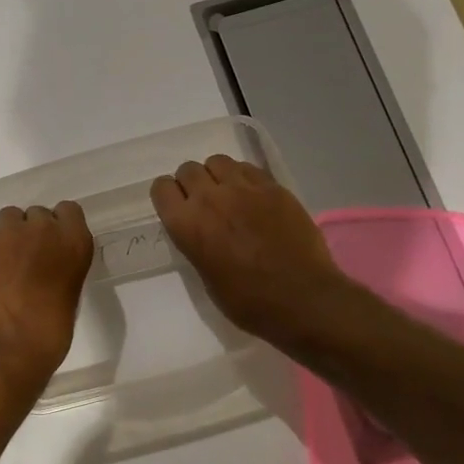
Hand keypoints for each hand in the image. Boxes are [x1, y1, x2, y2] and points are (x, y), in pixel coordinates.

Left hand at [0, 201, 94, 385]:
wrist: (2, 352)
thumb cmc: (47, 335)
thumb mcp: (69, 296)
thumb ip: (61, 268)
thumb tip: (46, 267)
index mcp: (74, 243)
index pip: (69, 210)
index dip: (60, 225)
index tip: (54, 244)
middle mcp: (42, 229)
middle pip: (36, 214)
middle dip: (32, 231)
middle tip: (27, 259)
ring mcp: (6, 234)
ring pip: (8, 218)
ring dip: (9, 235)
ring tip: (4, 263)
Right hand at [151, 155, 356, 345]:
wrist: (302, 299)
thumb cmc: (248, 301)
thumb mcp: (206, 277)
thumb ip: (196, 243)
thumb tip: (200, 230)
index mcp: (187, 224)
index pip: (161, 188)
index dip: (168, 196)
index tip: (178, 207)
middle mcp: (209, 198)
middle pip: (188, 170)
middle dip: (192, 183)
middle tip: (205, 203)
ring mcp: (244, 188)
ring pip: (218, 161)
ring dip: (217, 176)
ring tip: (229, 195)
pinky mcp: (273, 187)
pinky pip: (248, 168)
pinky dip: (244, 177)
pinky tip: (254, 197)